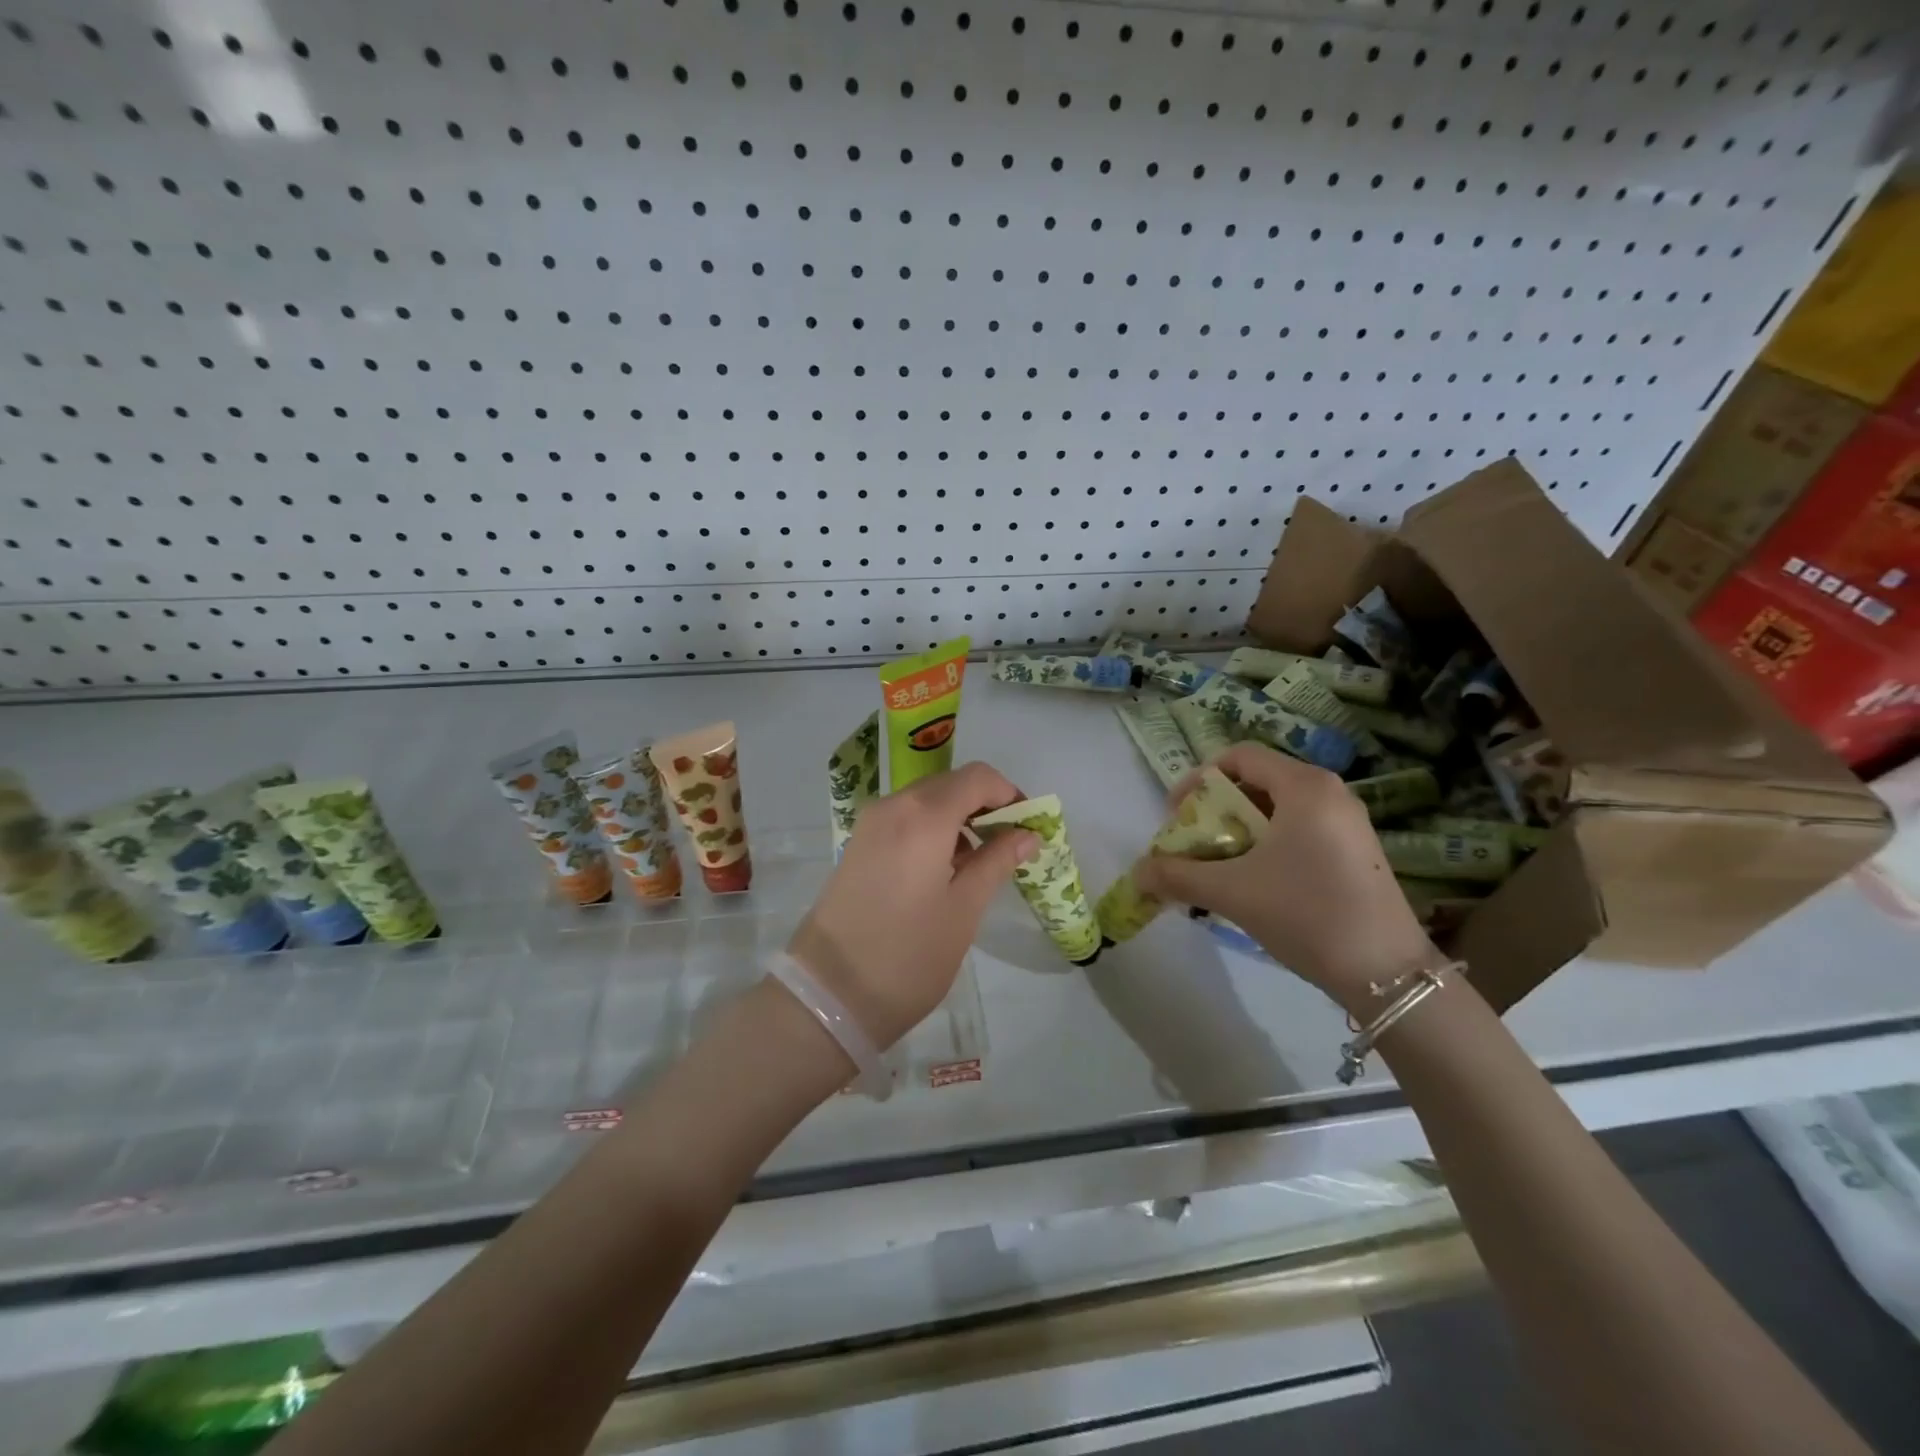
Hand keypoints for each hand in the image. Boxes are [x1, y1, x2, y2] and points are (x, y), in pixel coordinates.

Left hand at [788, 762, 1036, 1047]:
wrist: (828, 995)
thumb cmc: (908, 955)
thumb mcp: (964, 910)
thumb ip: (997, 861)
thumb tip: (1027, 834)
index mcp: (923, 816)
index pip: (978, 777)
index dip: (1009, 794)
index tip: (1029, 827)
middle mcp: (893, 806)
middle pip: (950, 784)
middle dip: (985, 805)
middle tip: (1010, 846)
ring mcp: (870, 823)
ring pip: (926, 800)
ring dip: (958, 818)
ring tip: (981, 863)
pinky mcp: (858, 844)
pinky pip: (905, 819)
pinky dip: (933, 829)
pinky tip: (945, 869)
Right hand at [1135, 743, 1438, 1012]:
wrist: (1387, 973)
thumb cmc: (1306, 914)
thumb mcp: (1233, 892)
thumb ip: (1179, 876)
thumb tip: (1138, 874)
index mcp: (1304, 786)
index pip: (1238, 756)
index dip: (1198, 779)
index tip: (1177, 815)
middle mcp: (1330, 792)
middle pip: (1257, 781)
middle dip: (1216, 809)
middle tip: (1194, 843)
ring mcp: (1348, 821)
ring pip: (1278, 808)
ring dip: (1239, 830)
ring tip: (1219, 865)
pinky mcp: (1357, 849)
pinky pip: (1300, 829)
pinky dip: (1268, 843)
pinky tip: (1256, 881)